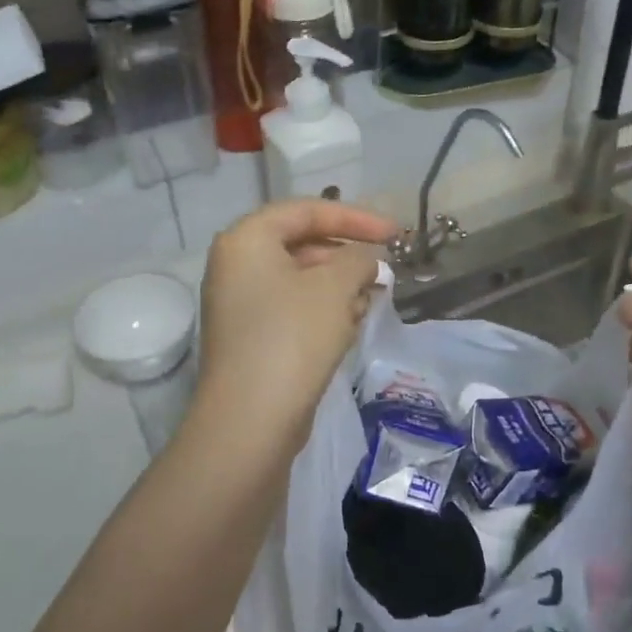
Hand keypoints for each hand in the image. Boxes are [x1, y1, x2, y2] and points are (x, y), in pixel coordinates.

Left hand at [194, 200, 399, 450]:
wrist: (251, 420)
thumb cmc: (292, 337)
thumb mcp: (335, 287)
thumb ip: (359, 259)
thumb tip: (367, 259)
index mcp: (247, 240)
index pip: (306, 210)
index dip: (355, 217)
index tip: (395, 233)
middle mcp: (236, 265)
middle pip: (302, 243)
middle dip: (348, 255)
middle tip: (386, 269)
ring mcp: (240, 303)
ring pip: (300, 279)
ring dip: (340, 284)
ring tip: (374, 297)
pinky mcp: (251, 337)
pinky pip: (293, 308)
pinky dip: (324, 309)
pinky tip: (353, 322)